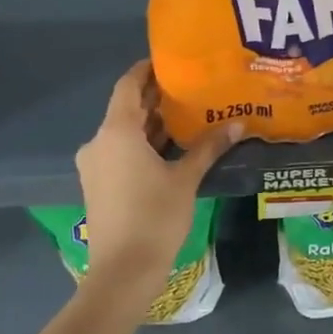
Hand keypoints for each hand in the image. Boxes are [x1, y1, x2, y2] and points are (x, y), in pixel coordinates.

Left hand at [74, 62, 238, 314]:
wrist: (122, 272)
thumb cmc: (155, 217)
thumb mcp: (186, 179)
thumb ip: (208, 147)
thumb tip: (238, 124)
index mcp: (117, 132)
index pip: (128, 85)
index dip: (146, 70)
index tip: (170, 61)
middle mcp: (99, 142)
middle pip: (126, 108)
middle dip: (155, 97)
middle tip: (189, 88)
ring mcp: (95, 164)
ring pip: (123, 132)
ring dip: (150, 123)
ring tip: (186, 114)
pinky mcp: (98, 184)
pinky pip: (120, 151)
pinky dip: (142, 144)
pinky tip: (170, 147)